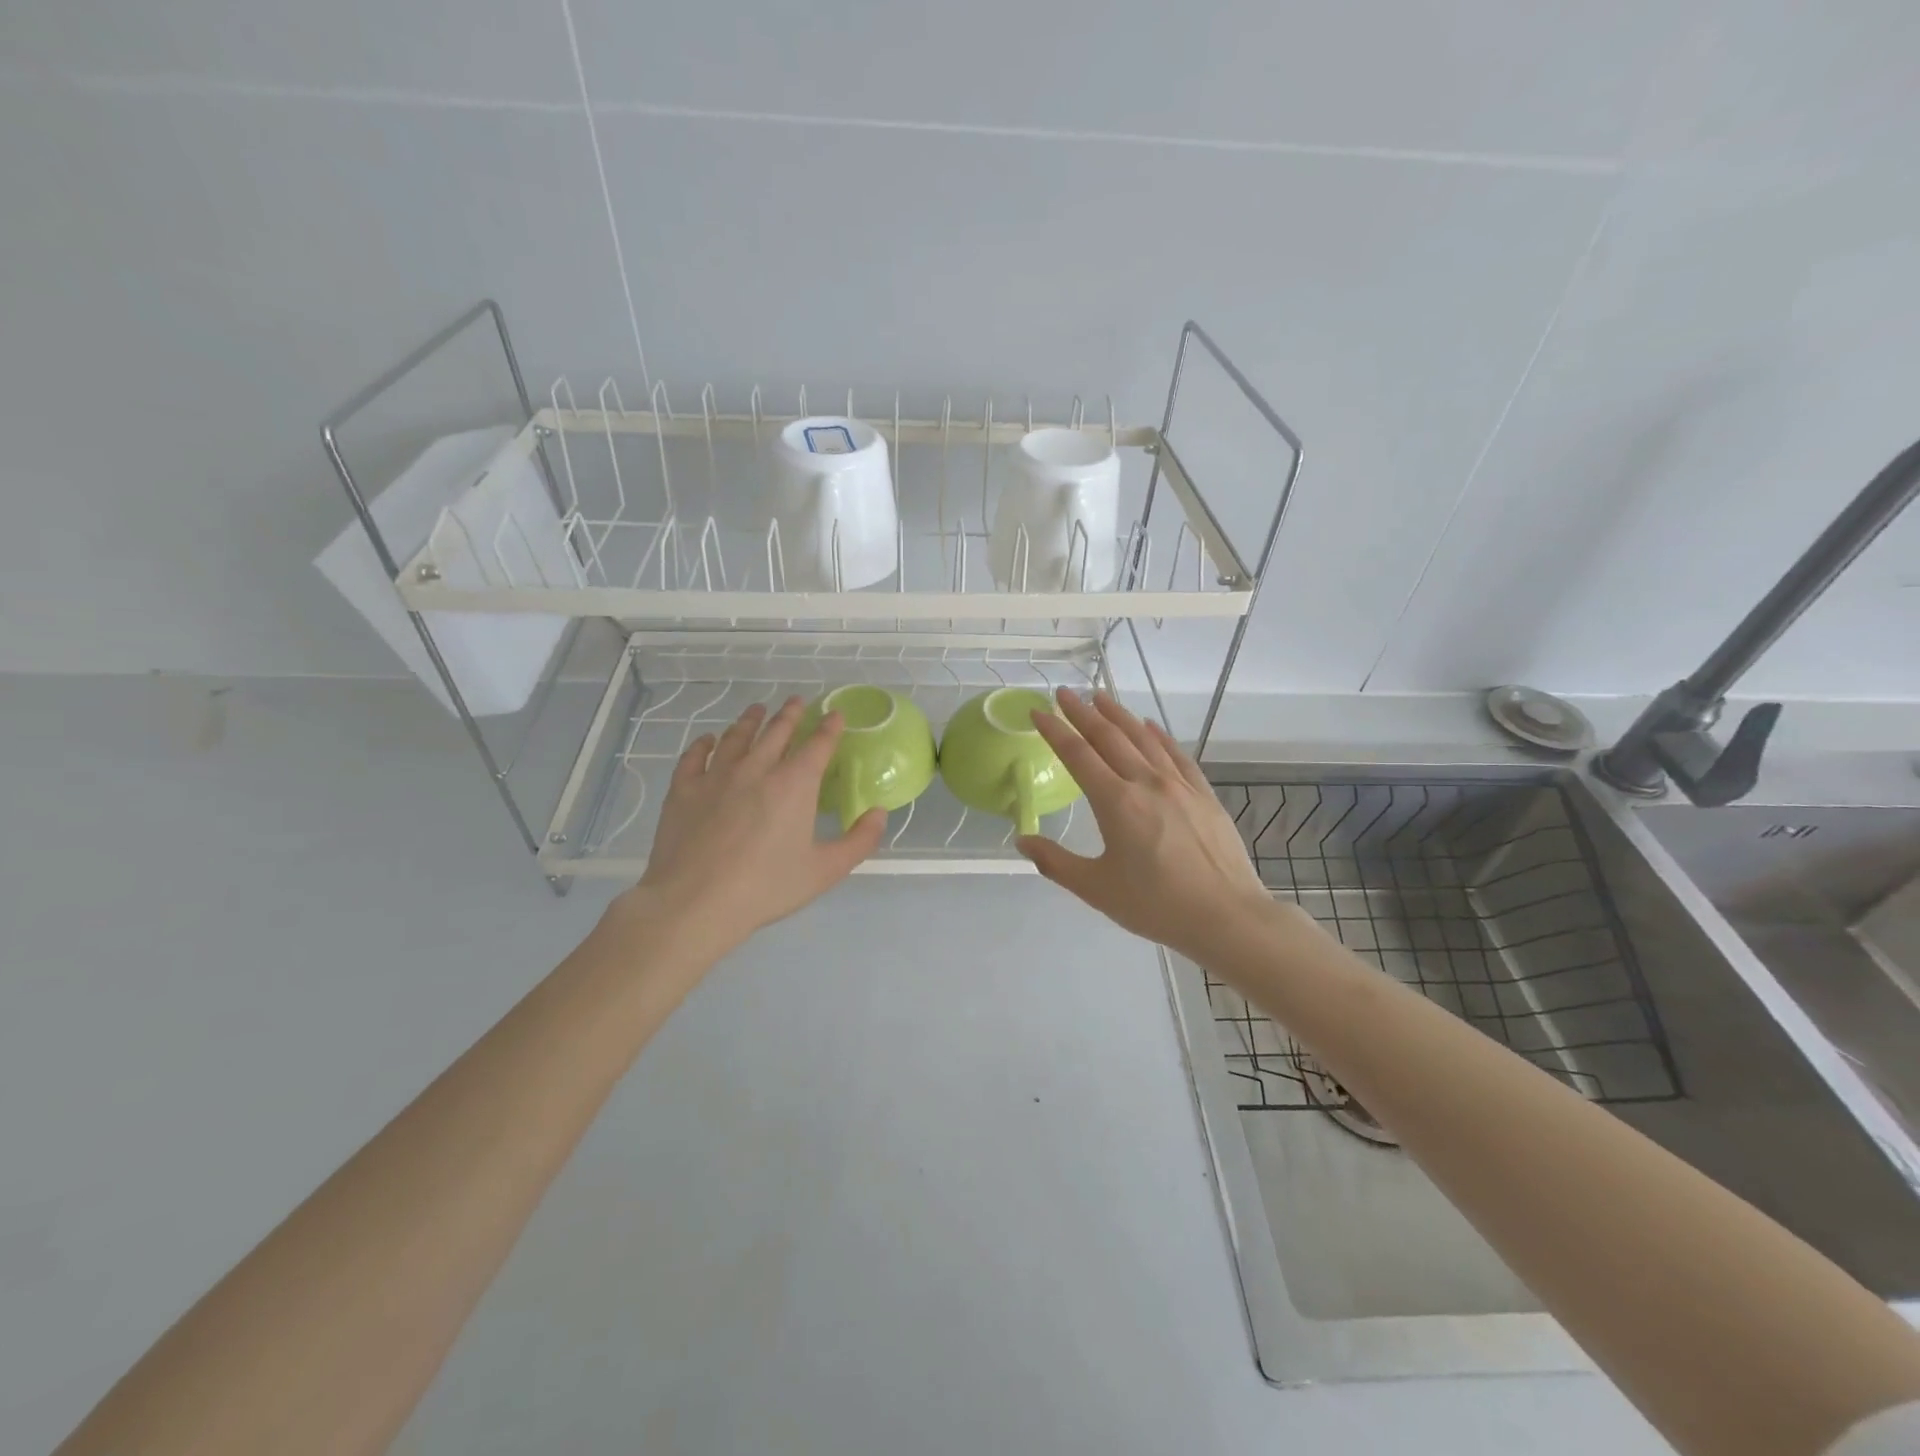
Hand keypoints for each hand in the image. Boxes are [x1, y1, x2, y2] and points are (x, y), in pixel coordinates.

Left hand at [603, 697, 885, 961]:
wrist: (695, 902)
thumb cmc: (766, 887)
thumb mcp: (825, 871)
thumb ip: (859, 841)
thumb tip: (879, 813)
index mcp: (795, 784)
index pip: (818, 744)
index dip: (829, 727)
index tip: (835, 714)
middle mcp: (757, 768)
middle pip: (777, 731)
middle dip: (791, 714)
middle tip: (797, 701)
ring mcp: (716, 775)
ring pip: (737, 736)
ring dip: (750, 720)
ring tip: (757, 710)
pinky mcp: (684, 789)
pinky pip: (695, 756)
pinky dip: (704, 743)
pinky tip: (708, 740)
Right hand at [1017, 690, 1272, 961]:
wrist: (1226, 916)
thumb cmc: (1156, 905)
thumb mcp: (1096, 889)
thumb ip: (1055, 863)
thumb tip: (1023, 841)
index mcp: (1116, 802)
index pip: (1077, 754)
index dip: (1054, 730)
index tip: (1038, 710)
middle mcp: (1146, 782)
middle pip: (1109, 737)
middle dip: (1083, 712)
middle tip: (1065, 693)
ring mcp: (1179, 785)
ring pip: (1144, 738)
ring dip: (1119, 715)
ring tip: (1101, 697)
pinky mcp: (1203, 794)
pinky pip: (1176, 754)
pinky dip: (1159, 735)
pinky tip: (1150, 725)